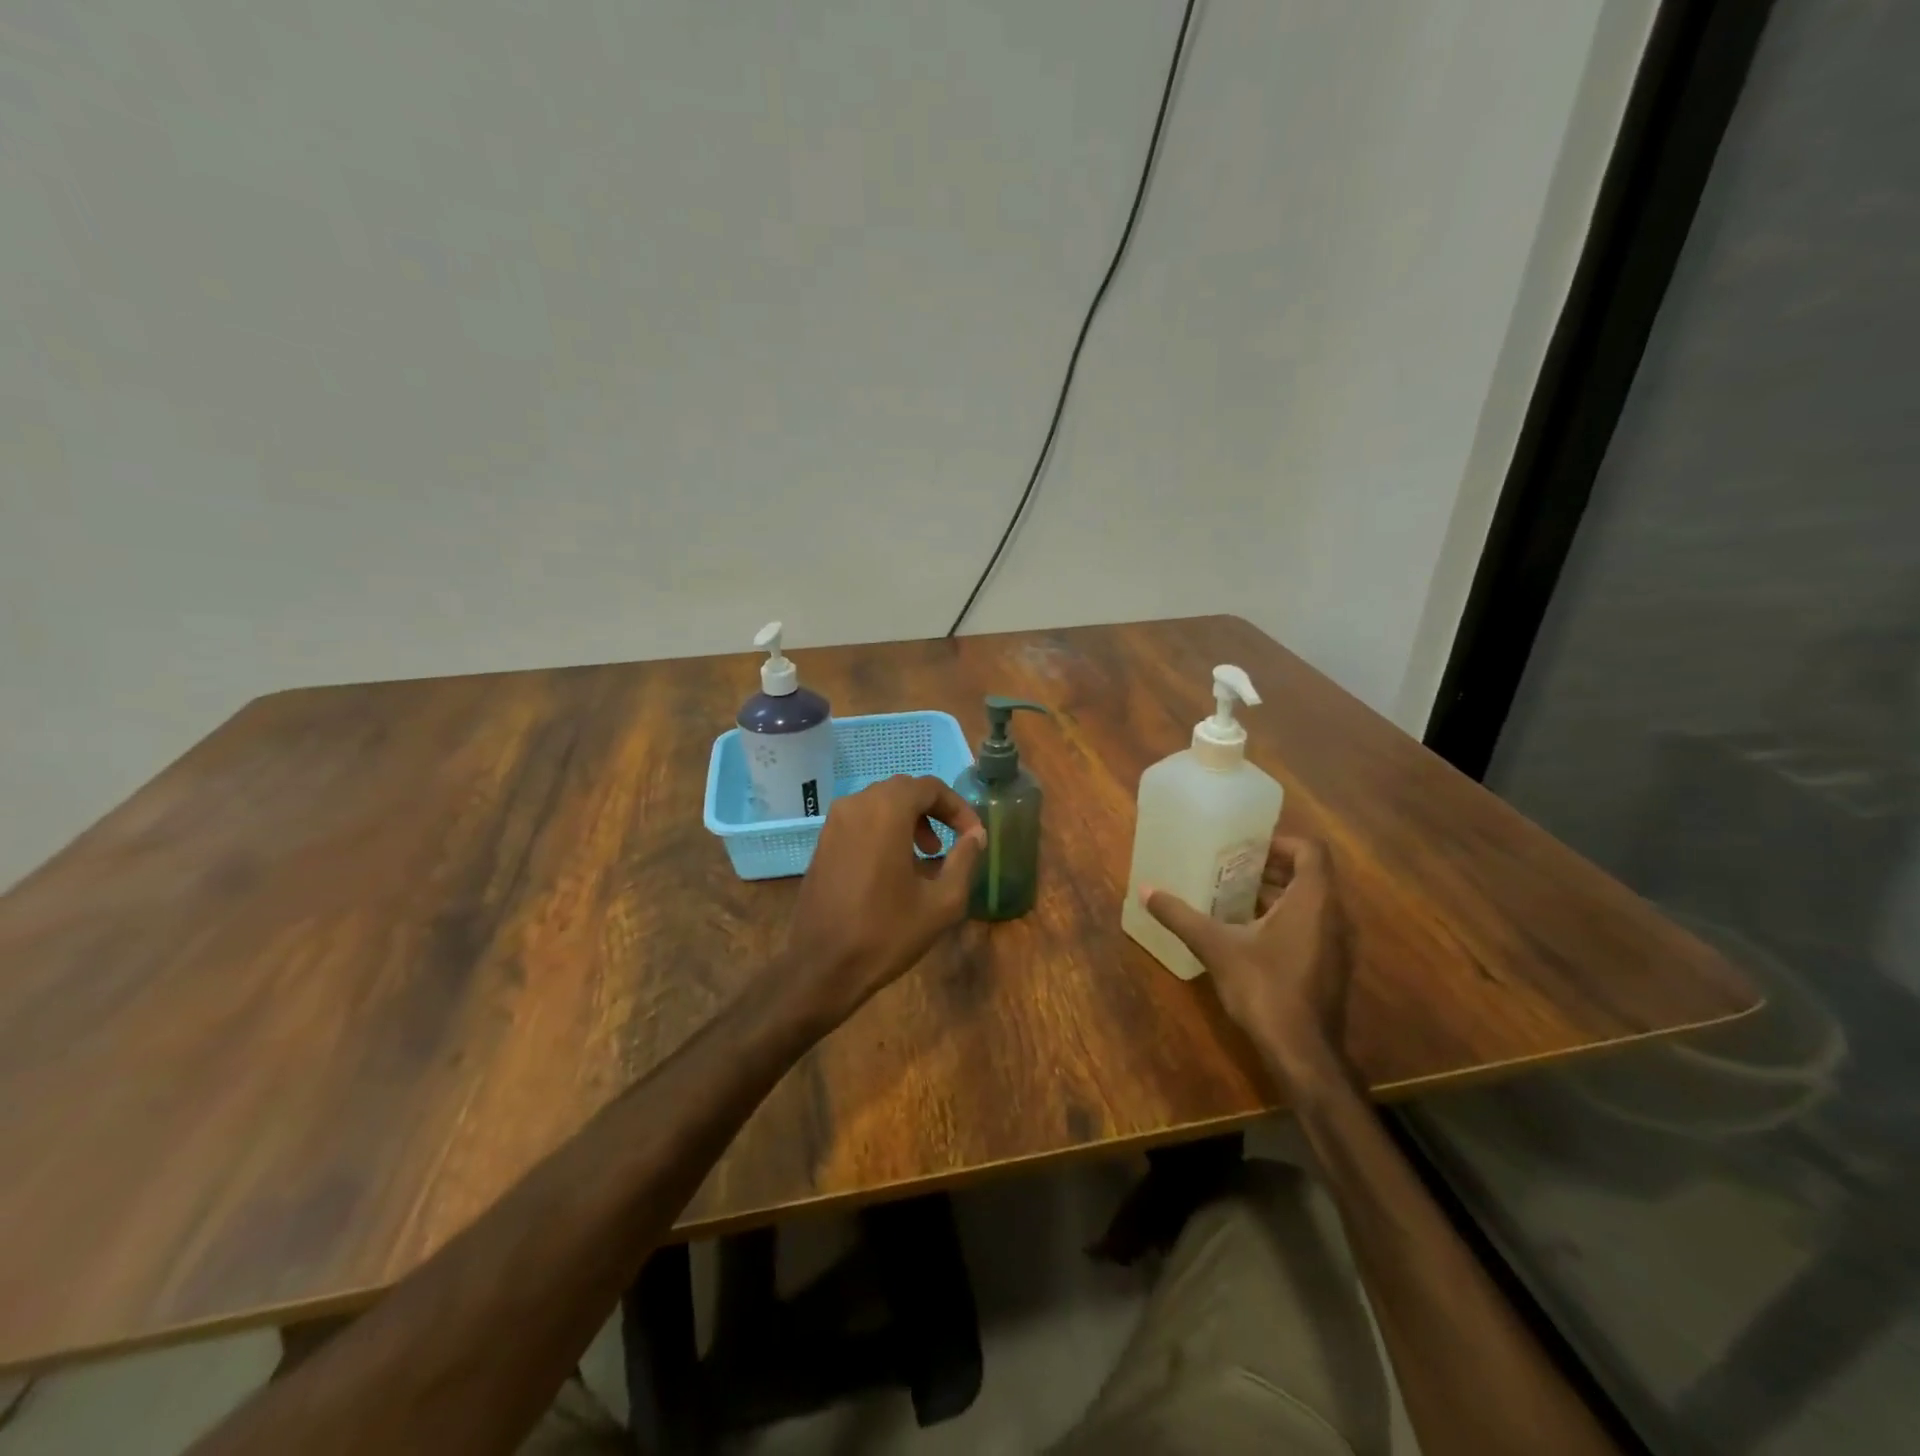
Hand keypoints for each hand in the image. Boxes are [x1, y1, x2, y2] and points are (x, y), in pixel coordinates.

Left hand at [785, 775, 986, 1022]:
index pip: (930, 787)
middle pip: (904, 791)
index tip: (973, 835)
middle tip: (951, 843)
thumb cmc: (887, 932)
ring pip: (880, 804)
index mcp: (886, 810)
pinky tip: (895, 868)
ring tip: (927, 856)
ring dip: (908, 821)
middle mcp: (856, 805)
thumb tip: (975, 835)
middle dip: (933, 811)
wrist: (821, 966)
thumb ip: (964, 859)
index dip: (958, 808)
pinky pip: (861, 821)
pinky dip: (884, 831)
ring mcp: (834, 823)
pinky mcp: (822, 843)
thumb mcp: (942, 901)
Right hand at [1140, 835, 1354, 1090]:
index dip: (1280, 842)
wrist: (1302, 1052)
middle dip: (1271, 867)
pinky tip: (1247, 933)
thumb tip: (1145, 890)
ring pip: (1310, 903)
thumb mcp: (1216, 946)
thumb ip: (1181, 916)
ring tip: (1233, 895)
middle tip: (1231, 867)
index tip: (1246, 847)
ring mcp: (1337, 944)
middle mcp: (1334, 915)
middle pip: (1310, 875)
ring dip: (1277, 894)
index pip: (1310, 850)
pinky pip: (1311, 926)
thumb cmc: (1264, 987)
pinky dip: (1284, 919)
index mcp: (1313, 900)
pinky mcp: (1331, 967)